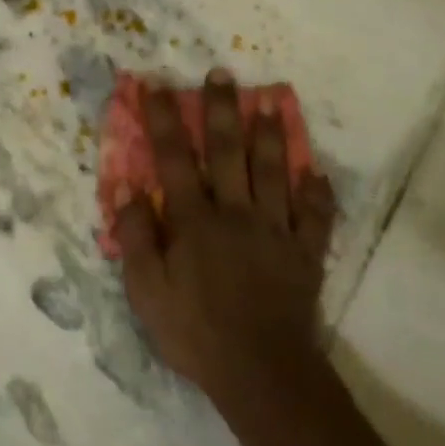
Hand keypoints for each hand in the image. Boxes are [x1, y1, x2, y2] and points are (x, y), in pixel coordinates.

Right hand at [112, 70, 336, 411]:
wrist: (260, 370)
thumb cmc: (194, 331)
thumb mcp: (146, 290)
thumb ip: (135, 237)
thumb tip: (126, 190)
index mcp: (194, 221)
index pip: (174, 159)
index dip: (162, 121)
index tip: (155, 87)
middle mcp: (236, 214)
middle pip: (229, 152)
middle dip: (222, 111)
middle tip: (222, 74)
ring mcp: (276, 231)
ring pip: (274, 173)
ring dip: (272, 135)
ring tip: (272, 102)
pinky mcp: (305, 254)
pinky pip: (315, 217)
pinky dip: (318, 194)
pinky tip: (316, 173)